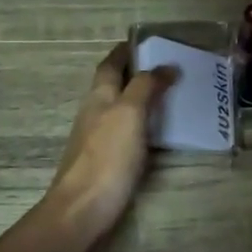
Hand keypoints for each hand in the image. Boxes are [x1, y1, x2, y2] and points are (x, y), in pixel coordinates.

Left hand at [44, 44, 173, 243]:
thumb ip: (146, 87)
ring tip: (168, 96)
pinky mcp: (105, 162)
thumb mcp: (129, 113)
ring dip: (139, 99)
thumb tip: (166, 66)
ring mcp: (97, 139)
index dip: (125, 51)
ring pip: (118, 109)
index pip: (110, 64)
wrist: (83, 209)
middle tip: (166, 68)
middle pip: (113, 85)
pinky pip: (125, 132)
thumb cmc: (107, 157)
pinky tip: (156, 132)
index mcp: (99, 96)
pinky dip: (140, 124)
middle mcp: (94, 112)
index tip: (145, 42)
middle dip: (135, 73)